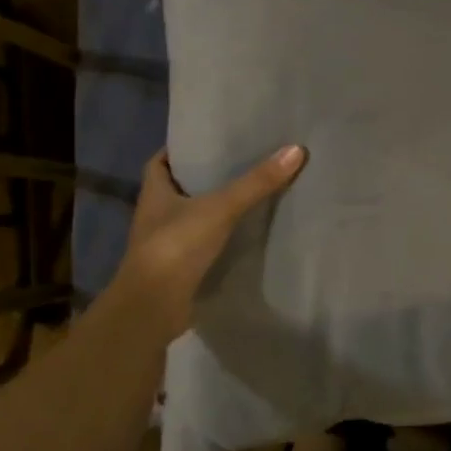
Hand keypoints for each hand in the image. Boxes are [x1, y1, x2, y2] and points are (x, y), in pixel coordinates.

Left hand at [105, 145, 306, 339]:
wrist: (153, 308)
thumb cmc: (176, 246)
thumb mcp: (220, 208)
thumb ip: (256, 182)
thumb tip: (296, 149)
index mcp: (154, 193)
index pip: (160, 162)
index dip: (180, 150)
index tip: (208, 141)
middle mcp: (155, 216)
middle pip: (179, 188)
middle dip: (204, 178)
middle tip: (240, 162)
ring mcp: (166, 245)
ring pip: (192, 218)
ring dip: (213, 209)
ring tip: (249, 193)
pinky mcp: (180, 270)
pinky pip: (202, 245)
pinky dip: (220, 238)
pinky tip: (245, 233)